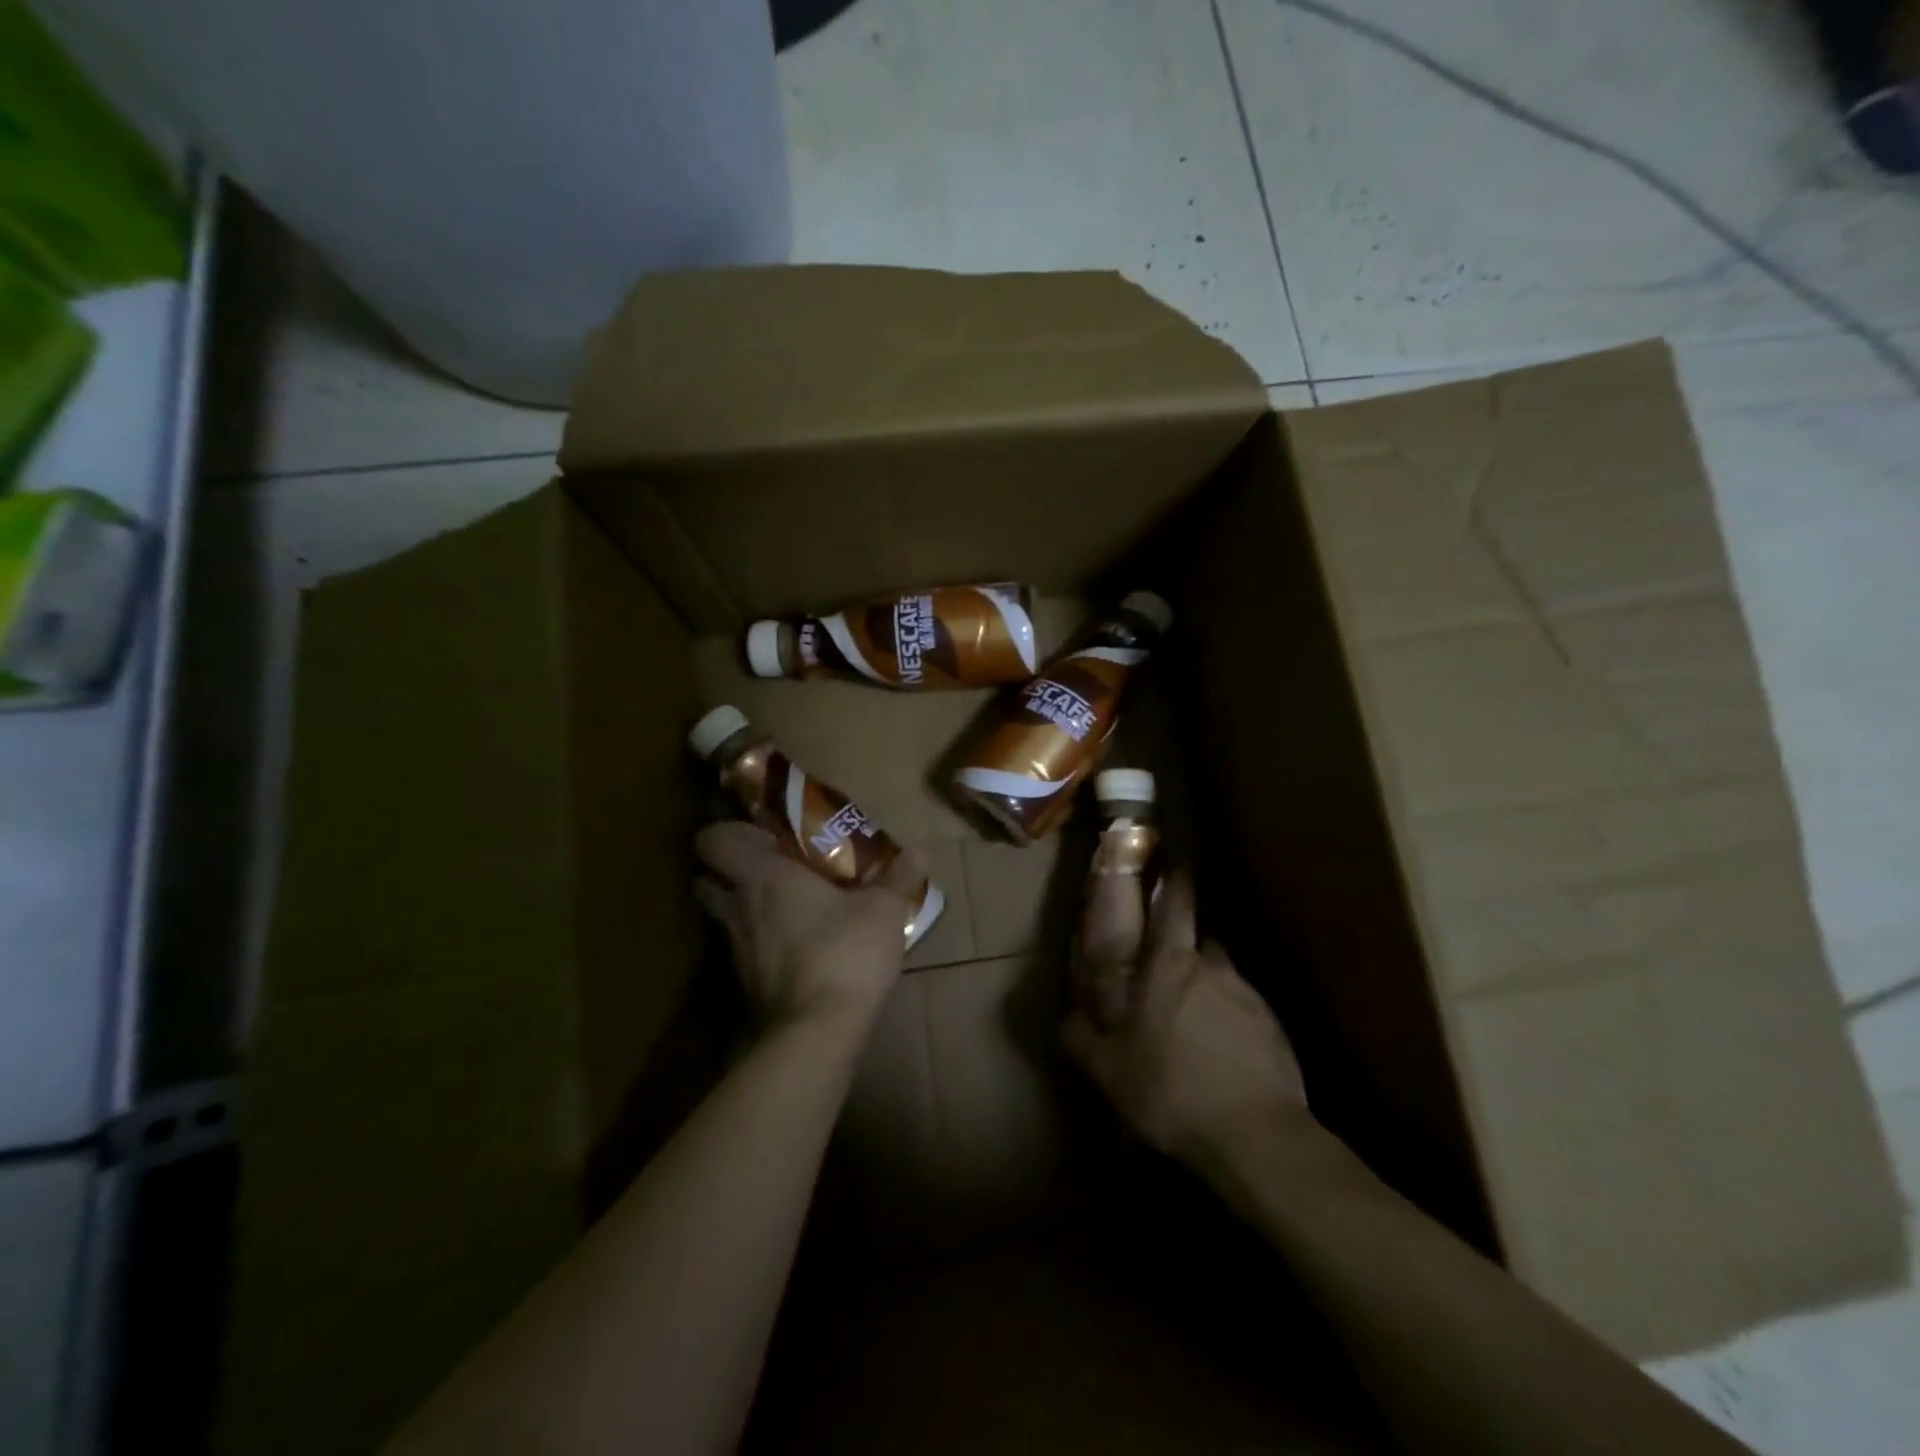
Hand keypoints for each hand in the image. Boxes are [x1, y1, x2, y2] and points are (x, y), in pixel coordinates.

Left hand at [694, 821, 921, 1029]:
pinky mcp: (742, 985)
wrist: (818, 1032)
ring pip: (720, 917)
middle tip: (769, 869)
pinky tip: (794, 947)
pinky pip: (740, 950)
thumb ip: (898, 877)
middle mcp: (738, 908)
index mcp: (763, 877)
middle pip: (704, 879)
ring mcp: (735, 950)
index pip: (712, 841)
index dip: (728, 833)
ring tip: (785, 908)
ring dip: (741, 907)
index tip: (766, 838)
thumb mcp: (883, 910)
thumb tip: (920, 851)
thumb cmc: (846, 952)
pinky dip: (757, 943)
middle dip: (727, 870)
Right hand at [1063, 871, 1307, 1163]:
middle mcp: (1213, 968)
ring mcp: (1249, 997)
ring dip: (1207, 984)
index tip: (1173, 863)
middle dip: (1186, 938)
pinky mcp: (1275, 1029)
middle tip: (1169, 958)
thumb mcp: (1108, 1071)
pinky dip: (1230, 1019)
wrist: (1256, 1137)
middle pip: (1200, 937)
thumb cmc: (1170, 1089)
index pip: (1175, 905)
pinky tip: (1221, 1051)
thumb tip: (1067, 1019)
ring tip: (1192, 1016)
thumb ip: (1082, 1039)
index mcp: (1170, 965)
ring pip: (1222, 975)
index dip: (1174, 881)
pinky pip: (1244, 1010)